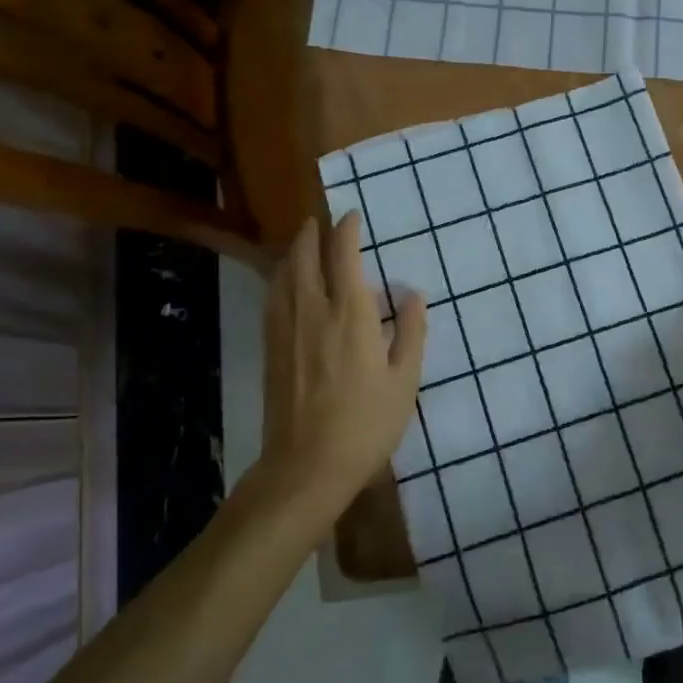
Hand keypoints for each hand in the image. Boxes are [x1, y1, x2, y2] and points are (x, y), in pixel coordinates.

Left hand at [261, 213, 426, 509]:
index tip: (352, 216)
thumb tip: (412, 293)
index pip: (344, 256)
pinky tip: (285, 283)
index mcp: (351, 315)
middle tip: (320, 222)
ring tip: (303, 244)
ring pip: (283, 275)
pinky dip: (280, 278)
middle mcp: (313, 311)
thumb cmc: (366, 424)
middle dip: (312, 233)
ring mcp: (286, 328)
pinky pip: (272, 298)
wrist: (307, 466)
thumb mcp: (404, 380)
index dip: (346, 230)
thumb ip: (410, 331)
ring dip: (293, 252)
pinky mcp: (270, 348)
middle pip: (306, 257)